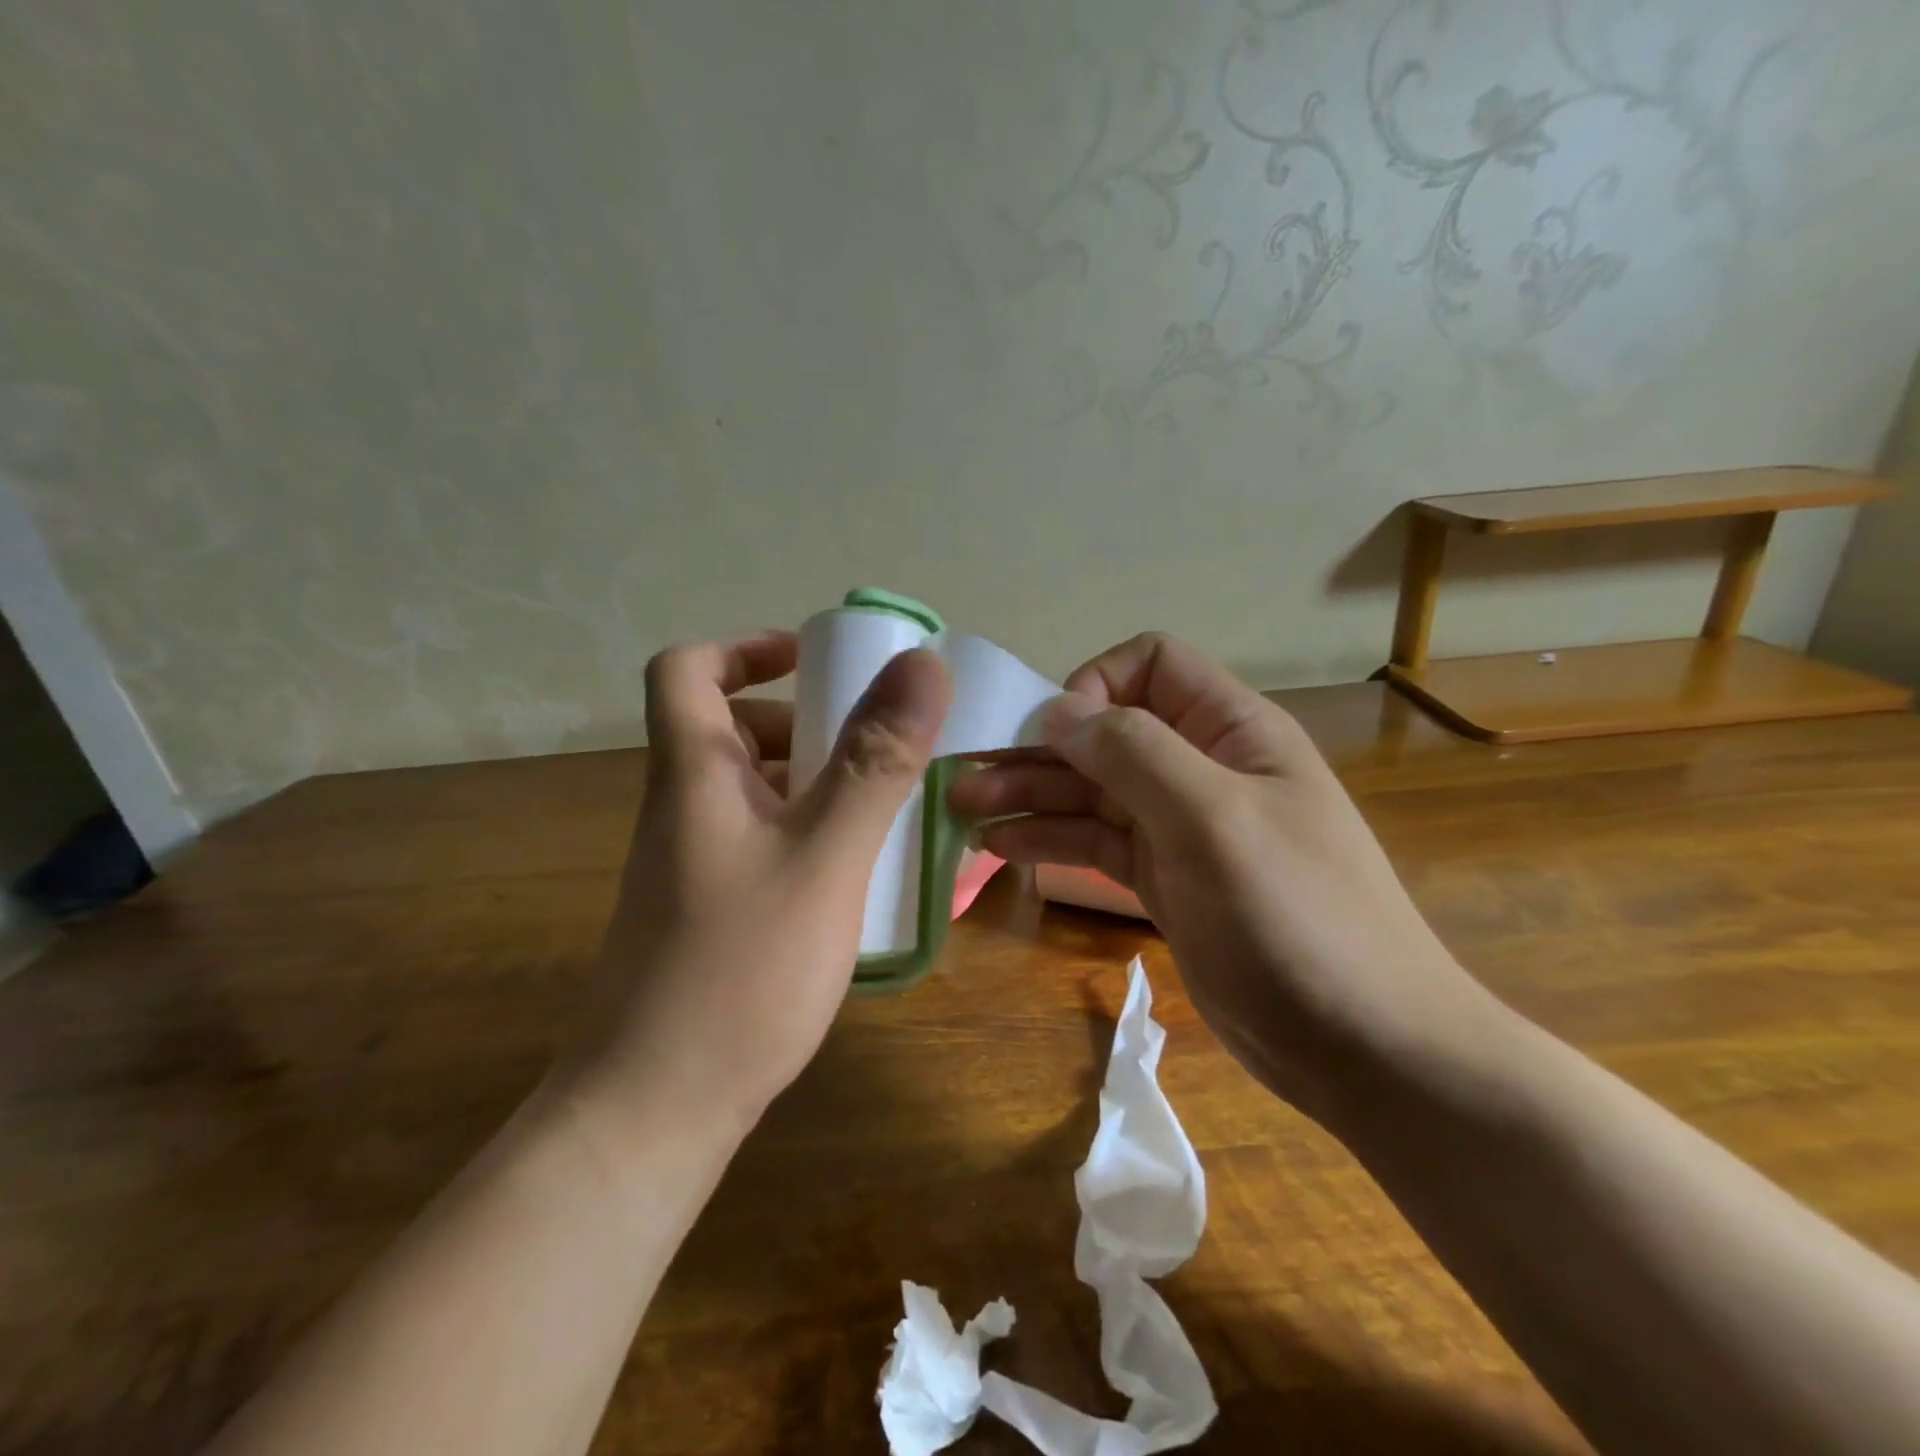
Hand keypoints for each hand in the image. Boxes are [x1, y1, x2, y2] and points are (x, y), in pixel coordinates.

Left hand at [559, 631, 951, 1142]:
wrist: (653, 1112)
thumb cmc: (739, 971)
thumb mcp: (825, 855)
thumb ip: (874, 761)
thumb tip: (921, 664)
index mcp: (693, 774)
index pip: (687, 669)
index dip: (746, 648)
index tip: (815, 661)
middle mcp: (683, 809)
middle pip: (727, 727)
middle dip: (801, 719)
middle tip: (873, 742)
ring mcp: (692, 864)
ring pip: (752, 789)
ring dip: (813, 778)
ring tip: (883, 802)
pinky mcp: (708, 911)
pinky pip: (762, 840)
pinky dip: (808, 831)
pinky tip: (856, 871)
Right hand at [949, 633, 1494, 1120]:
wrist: (1362, 1046)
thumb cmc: (1296, 917)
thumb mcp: (1215, 820)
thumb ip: (1135, 753)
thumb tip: (1059, 709)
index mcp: (1230, 730)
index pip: (1151, 665)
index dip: (1096, 684)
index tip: (1055, 734)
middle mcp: (1200, 767)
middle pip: (1106, 733)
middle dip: (1037, 747)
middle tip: (964, 774)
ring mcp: (1179, 826)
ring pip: (1092, 790)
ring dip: (1030, 793)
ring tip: (964, 810)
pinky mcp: (1162, 879)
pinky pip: (1095, 841)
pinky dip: (1050, 838)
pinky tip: (1000, 847)